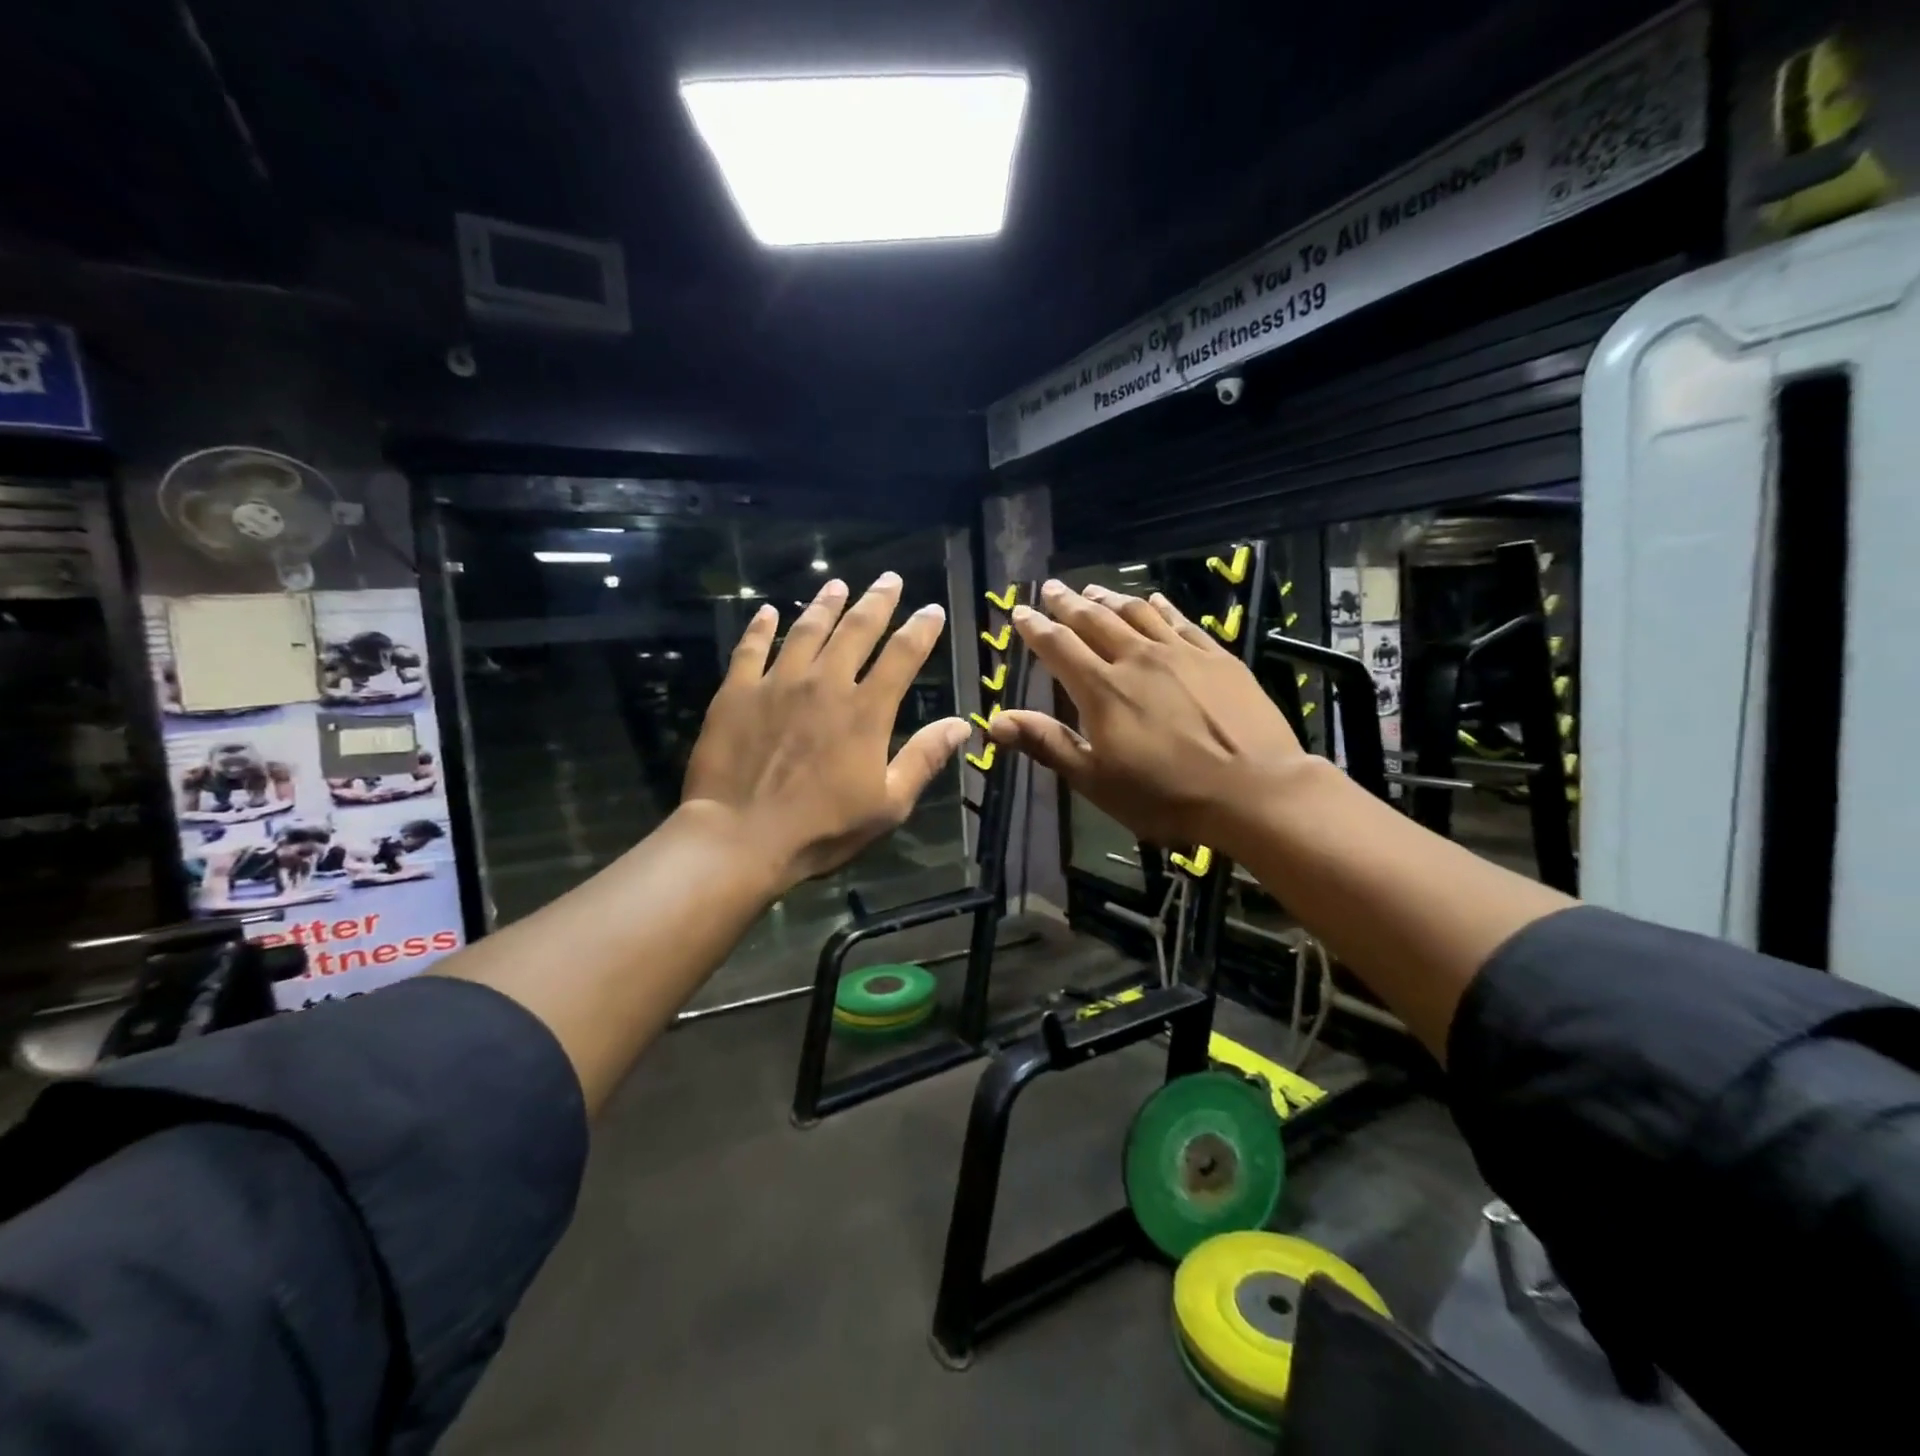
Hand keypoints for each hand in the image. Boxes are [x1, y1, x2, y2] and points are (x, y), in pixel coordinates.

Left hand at [682, 572, 969, 890]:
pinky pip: (751, 649)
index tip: (932, 609)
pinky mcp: (737, 692)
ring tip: (837, 585)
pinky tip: (767, 612)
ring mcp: (778, 684)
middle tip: (890, 579)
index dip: (920, 629)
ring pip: (807, 630)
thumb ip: (924, 758)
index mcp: (866, 711)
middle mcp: (825, 684)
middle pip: (857, 630)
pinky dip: (761, 627)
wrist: (740, 836)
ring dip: (825, 604)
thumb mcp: (888, 804)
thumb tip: (962, 724)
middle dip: (877, 601)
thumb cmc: (822, 828)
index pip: (902, 656)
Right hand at [989, 579, 1305, 852]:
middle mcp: (1137, 659)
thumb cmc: (1166, 794)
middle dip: (1068, 603)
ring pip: (1137, 613)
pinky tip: (1153, 599)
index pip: (1059, 647)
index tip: (1020, 612)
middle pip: (1095, 621)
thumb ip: (1047, 743)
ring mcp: (1180, 654)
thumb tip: (994, 721)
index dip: (1036, 628)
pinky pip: (1182, 621)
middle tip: (1050, 588)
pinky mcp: (1217, 657)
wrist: (1254, 791)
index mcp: (1102, 689)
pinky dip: (1161, 606)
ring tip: (1092, 589)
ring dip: (1110, 599)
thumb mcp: (1096, 779)